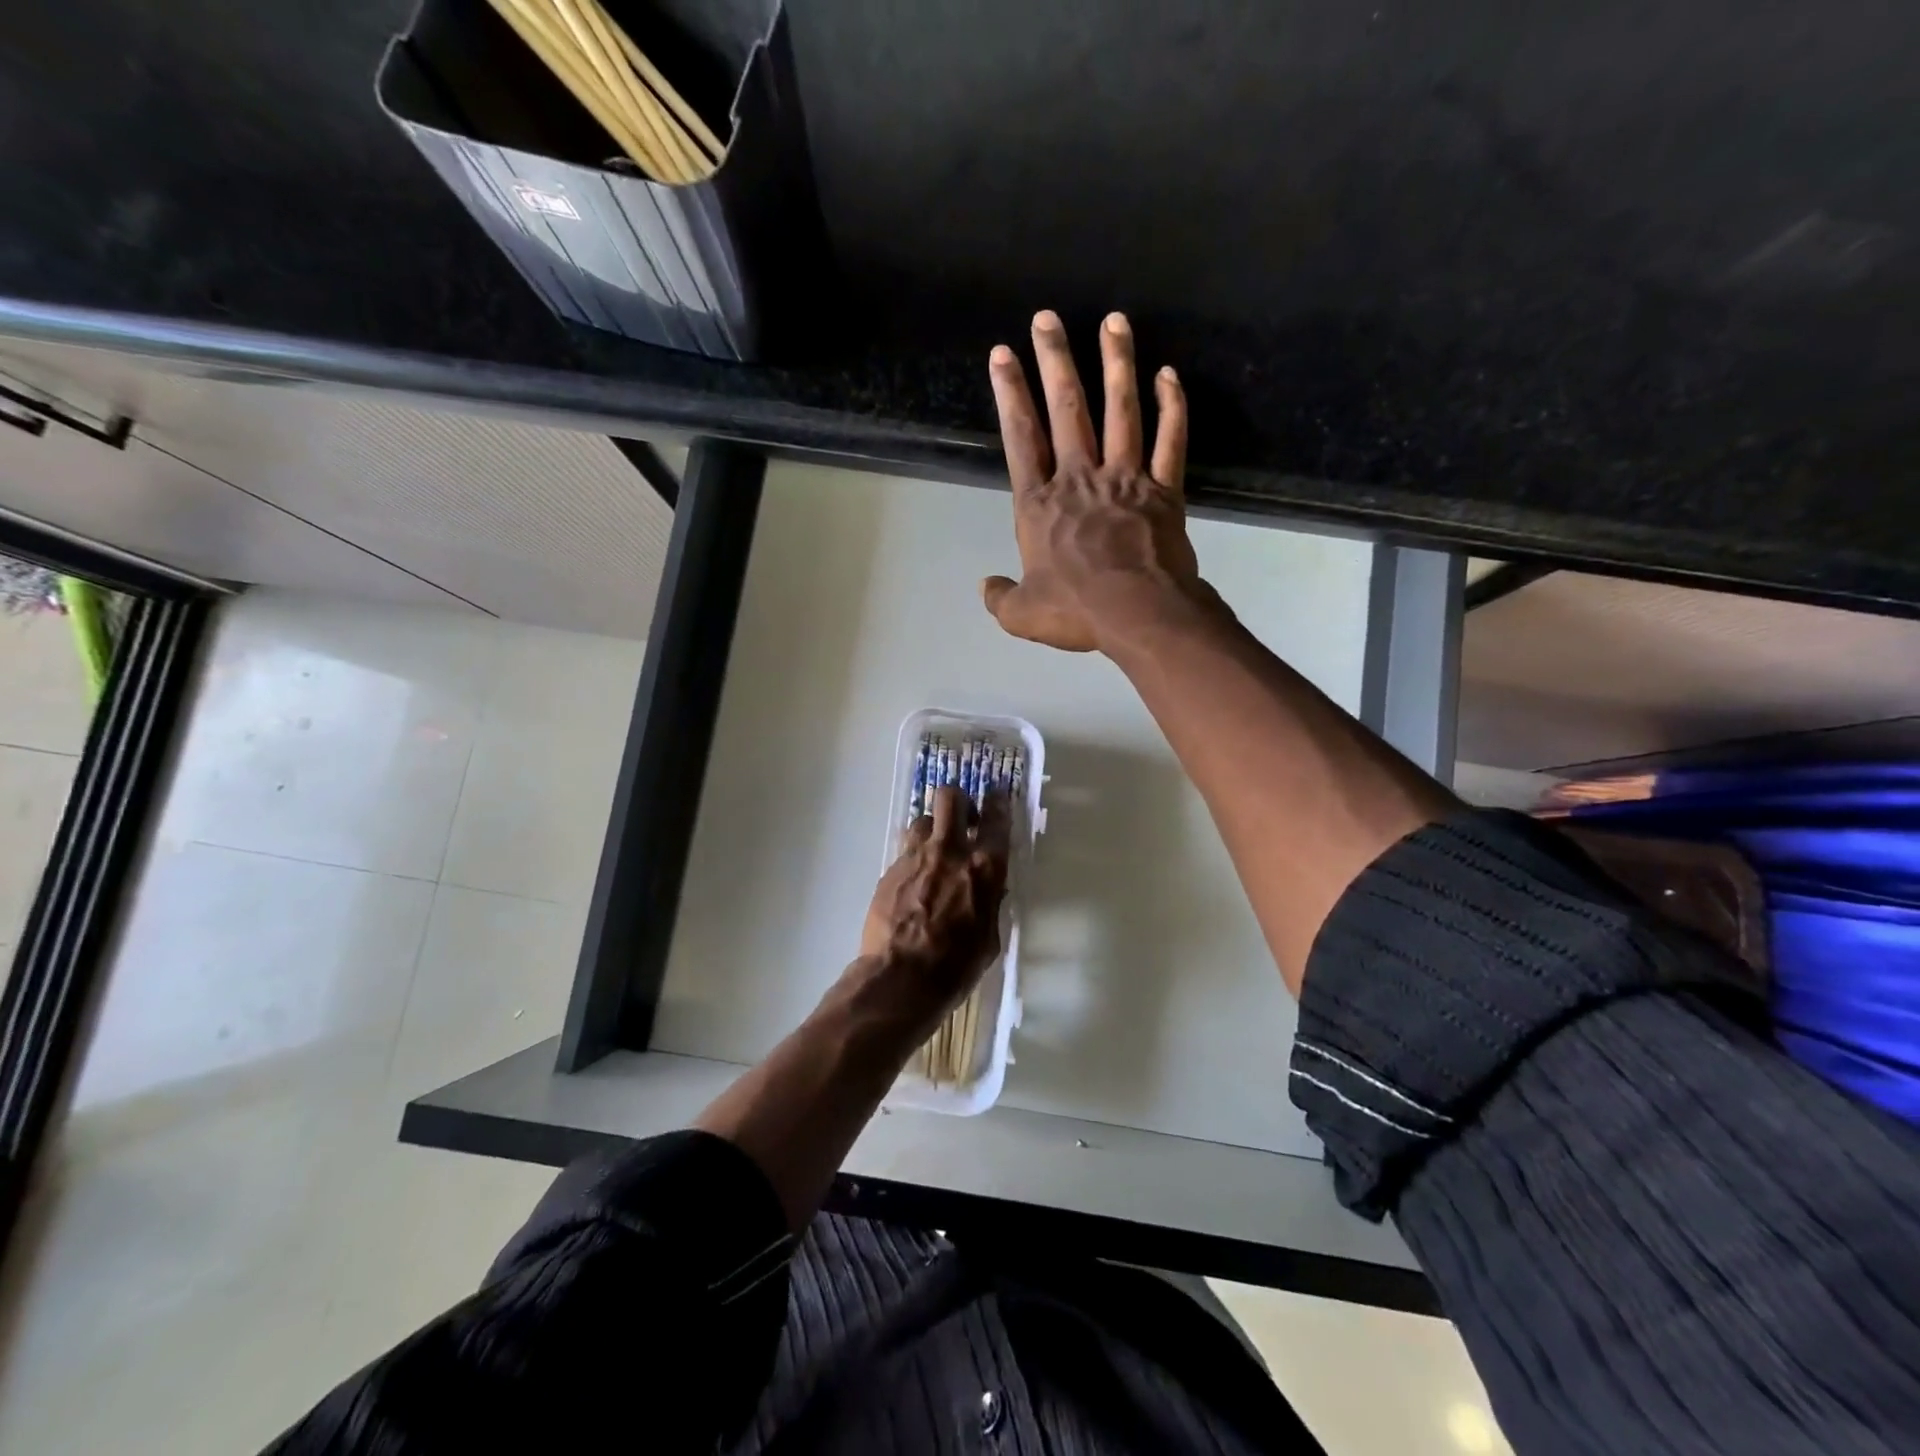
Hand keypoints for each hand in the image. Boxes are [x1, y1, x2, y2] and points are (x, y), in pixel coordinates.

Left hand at [854, 784, 1011, 1038]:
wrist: (899, 978)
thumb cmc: (955, 967)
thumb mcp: (988, 939)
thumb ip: (990, 904)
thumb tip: (990, 890)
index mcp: (984, 868)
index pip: (997, 820)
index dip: (999, 802)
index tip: (999, 794)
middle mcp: (950, 852)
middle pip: (951, 799)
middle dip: (959, 801)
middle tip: (963, 819)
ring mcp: (915, 857)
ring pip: (923, 820)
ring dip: (932, 830)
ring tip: (934, 851)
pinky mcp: (890, 869)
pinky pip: (905, 851)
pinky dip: (913, 859)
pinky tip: (914, 882)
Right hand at [982, 310, 1206, 653]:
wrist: (1138, 614)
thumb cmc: (1076, 611)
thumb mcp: (1022, 615)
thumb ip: (1000, 598)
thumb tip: (986, 586)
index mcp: (1040, 505)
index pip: (1020, 438)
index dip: (1010, 394)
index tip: (1003, 354)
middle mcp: (1079, 479)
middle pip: (1067, 410)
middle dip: (1054, 360)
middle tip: (1048, 318)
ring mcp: (1125, 479)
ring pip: (1121, 410)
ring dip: (1116, 364)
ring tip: (1113, 322)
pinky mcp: (1163, 490)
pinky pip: (1170, 439)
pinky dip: (1172, 406)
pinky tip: (1169, 375)